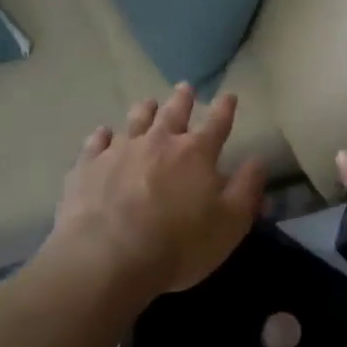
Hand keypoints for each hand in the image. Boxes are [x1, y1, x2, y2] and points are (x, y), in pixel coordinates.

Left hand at [47, 83, 266, 303]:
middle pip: (173, 113)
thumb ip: (247, 189)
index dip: (225, 109)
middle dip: (183, 99)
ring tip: (148, 103)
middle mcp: (159, 142)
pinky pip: (96, 144)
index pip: (217, 124)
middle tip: (185, 88)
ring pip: (135, 121)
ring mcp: (120, 151)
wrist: (108, 259)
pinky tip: (102, 134)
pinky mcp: (88, 167)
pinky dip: (102, 136)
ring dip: (144, 111)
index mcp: (196, 153)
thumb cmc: (179, 244)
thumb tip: (258, 160)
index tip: (229, 95)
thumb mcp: (230, 223)